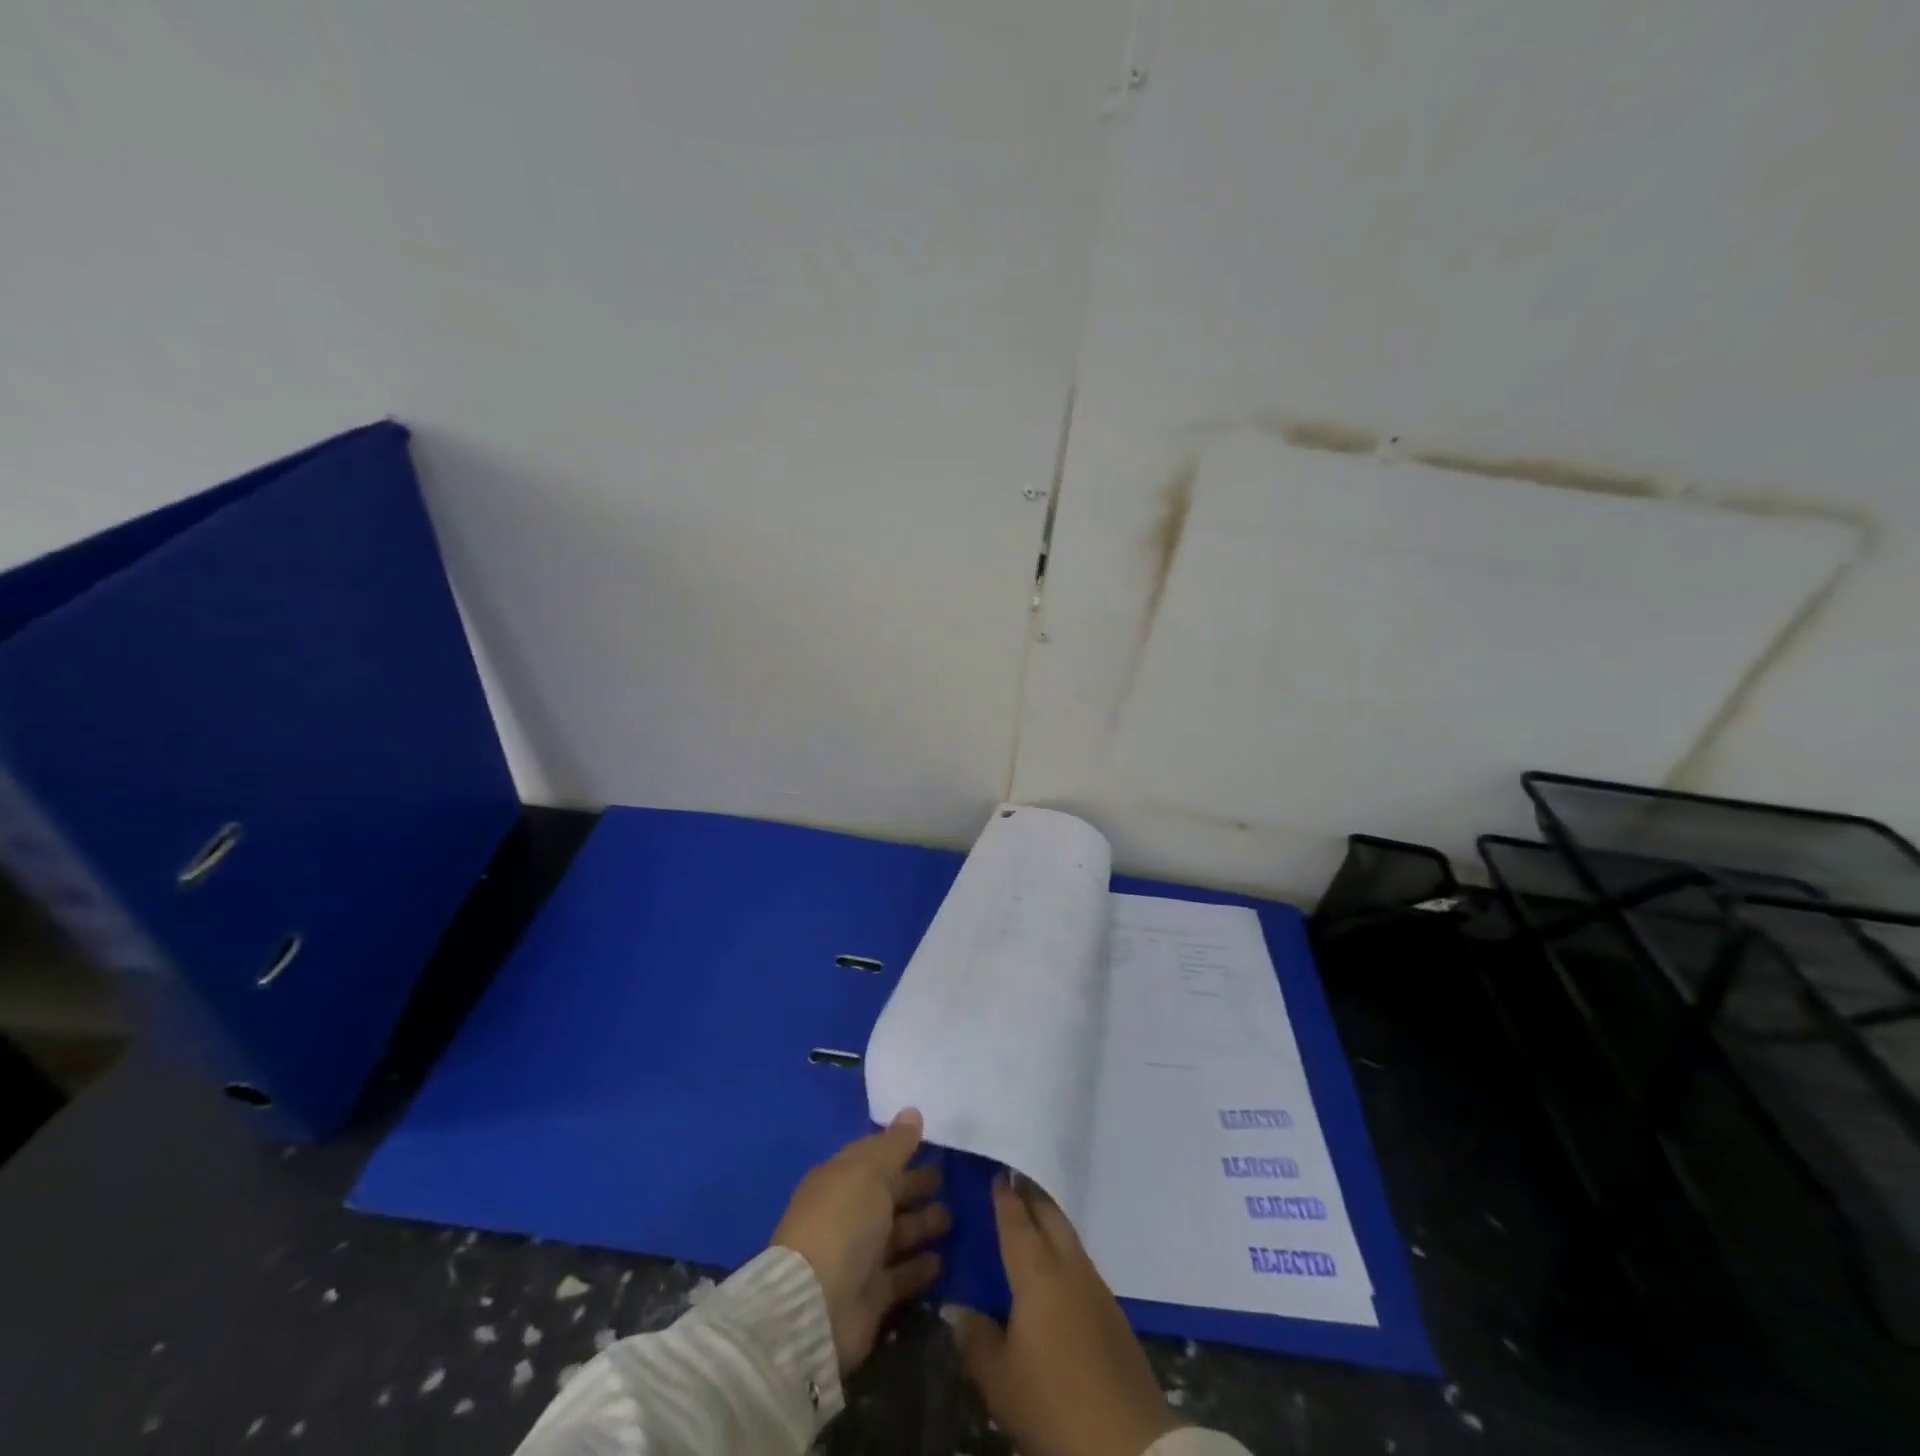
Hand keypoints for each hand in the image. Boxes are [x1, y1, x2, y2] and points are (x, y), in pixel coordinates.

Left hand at [772, 1108, 949, 1373]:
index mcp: (839, 1179)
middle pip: (886, 1194)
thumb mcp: (870, 1171)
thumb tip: (913, 1112)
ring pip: (896, 1233)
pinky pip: (900, 1274)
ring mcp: (858, 1256)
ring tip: (951, 1218)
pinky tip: (942, 1260)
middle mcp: (847, 1214)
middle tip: (946, 1179)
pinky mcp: (871, 1295)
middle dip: (914, 1185)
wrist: (817, 1306)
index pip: (873, 1157)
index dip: (899, 1149)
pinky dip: (919, 1267)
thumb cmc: (843, 1223)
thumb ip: (895, 1144)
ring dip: (921, 1224)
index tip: (930, 1143)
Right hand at [950, 1175, 1180, 1455]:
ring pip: (1069, 1237)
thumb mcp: (999, 1379)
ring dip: (1051, 1220)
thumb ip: (975, 1339)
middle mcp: (1069, 1267)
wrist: (1127, 1444)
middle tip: (1015, 1181)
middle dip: (1032, 1196)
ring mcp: (1096, 1287)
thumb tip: (957, 1310)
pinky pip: (1082, 1262)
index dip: (1006, 1198)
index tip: (998, 1173)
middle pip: (1050, 1217)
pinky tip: (1057, 1266)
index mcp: (1037, 1273)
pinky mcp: (1113, 1313)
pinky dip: (1065, 1249)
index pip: (1018, 1223)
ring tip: (1034, 1216)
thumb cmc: (1052, 1402)